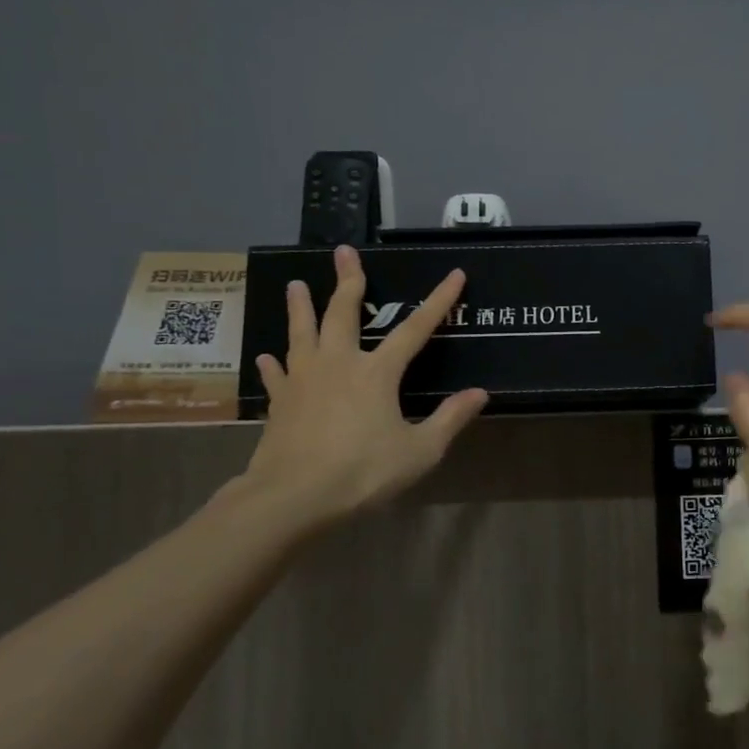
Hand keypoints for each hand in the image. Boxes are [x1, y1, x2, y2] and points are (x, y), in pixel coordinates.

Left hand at [232, 246, 487, 539]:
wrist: (293, 497)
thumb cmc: (362, 472)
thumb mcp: (420, 451)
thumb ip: (450, 419)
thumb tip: (480, 393)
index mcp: (377, 372)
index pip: (415, 329)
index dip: (439, 301)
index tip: (454, 274)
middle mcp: (338, 364)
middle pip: (342, 313)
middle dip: (347, 281)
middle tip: (343, 252)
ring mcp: (304, 379)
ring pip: (302, 333)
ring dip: (300, 307)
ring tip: (295, 284)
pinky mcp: (280, 401)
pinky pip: (277, 374)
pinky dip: (274, 363)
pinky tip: (268, 356)